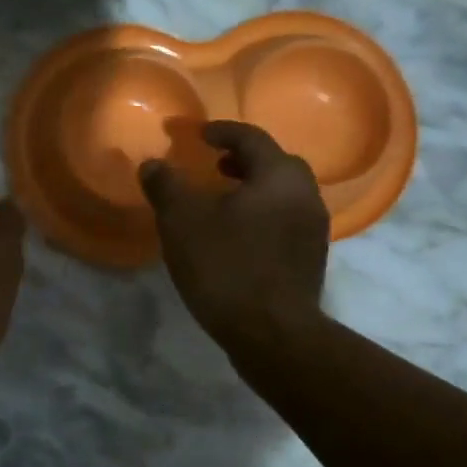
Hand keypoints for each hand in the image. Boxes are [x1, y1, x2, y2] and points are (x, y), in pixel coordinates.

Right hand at [139, 120, 328, 361]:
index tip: (199, 135)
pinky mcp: (310, 260)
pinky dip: (262, 216)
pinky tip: (237, 236)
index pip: (252, 139)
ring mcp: (313, 230)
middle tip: (215, 166)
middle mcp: (306, 196)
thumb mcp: (181, 221)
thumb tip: (153, 164)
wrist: (272, 334)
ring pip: (283, 195)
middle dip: (244, 160)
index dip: (222, 132)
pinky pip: (285, 222)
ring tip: (223, 202)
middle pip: (276, 165)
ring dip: (254, 190)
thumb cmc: (226, 265)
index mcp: (279, 176)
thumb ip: (166, 185)